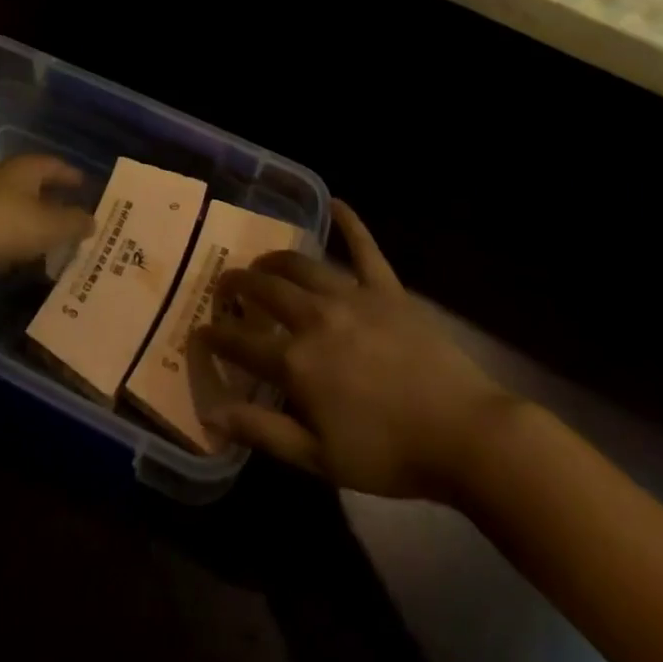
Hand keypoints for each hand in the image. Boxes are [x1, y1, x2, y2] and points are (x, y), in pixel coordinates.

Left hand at [0, 155, 93, 282]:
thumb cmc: (0, 227)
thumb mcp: (47, 227)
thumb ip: (73, 223)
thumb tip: (92, 219)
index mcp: (25, 169)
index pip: (55, 165)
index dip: (72, 176)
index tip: (86, 185)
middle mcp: (1, 177)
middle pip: (33, 185)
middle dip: (53, 201)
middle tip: (72, 218)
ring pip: (14, 208)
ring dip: (30, 223)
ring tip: (48, 243)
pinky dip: (9, 240)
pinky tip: (14, 260)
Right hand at [198, 201, 512, 499]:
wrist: (461, 434)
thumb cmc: (387, 454)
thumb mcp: (318, 458)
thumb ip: (262, 432)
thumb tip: (212, 414)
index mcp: (296, 362)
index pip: (241, 343)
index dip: (215, 337)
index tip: (200, 332)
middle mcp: (315, 317)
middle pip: (265, 291)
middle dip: (238, 285)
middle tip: (226, 287)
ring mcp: (351, 296)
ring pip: (301, 265)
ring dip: (276, 260)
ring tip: (263, 263)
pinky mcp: (386, 288)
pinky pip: (364, 247)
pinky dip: (349, 222)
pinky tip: (335, 203)